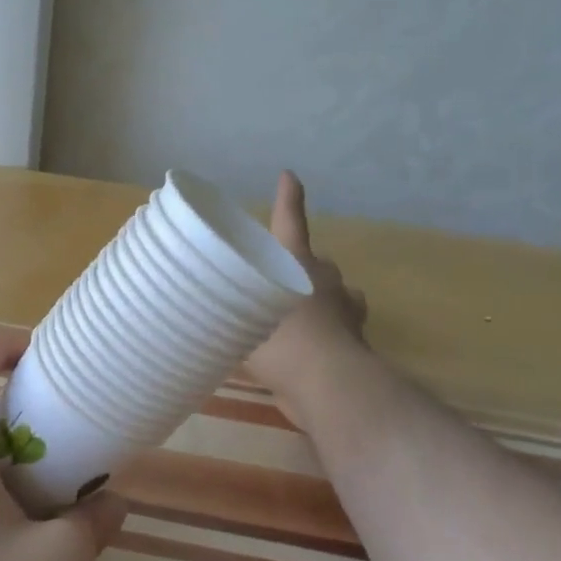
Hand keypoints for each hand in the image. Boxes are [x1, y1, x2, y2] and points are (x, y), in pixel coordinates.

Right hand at [247, 171, 369, 407]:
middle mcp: (326, 281)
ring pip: (337, 297)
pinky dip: (329, 336)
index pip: (289, 223)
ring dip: (322, 302)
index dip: (288, 200)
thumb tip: (204, 304)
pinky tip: (309, 353)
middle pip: (318, 264)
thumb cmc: (282, 339)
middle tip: (279, 284)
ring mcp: (347, 312)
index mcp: (298, 264)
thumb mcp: (242, 318)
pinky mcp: (356, 345)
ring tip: (295, 320)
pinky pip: (341, 332)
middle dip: (304, 269)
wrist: (328, 384)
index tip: (289, 176)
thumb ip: (229, 309)